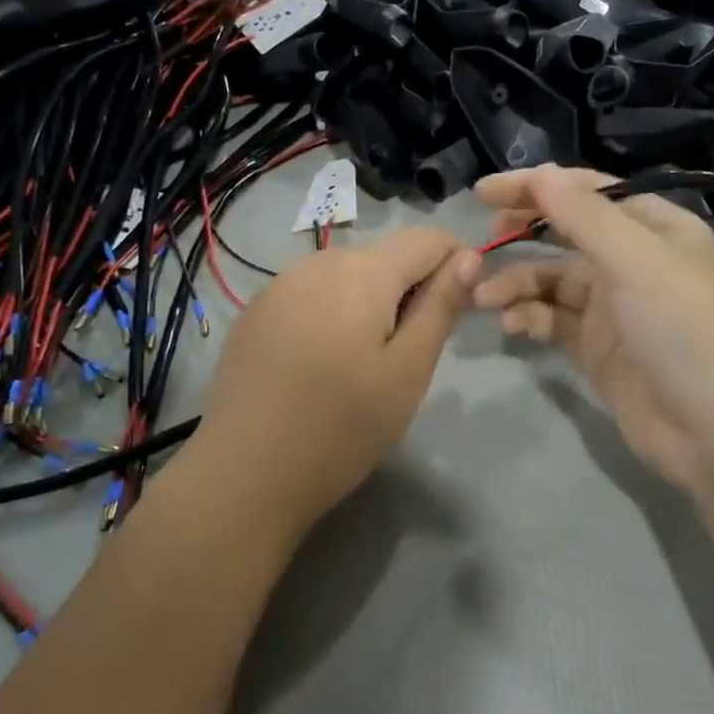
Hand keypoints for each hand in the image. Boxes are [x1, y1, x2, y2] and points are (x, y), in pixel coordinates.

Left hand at [184, 228, 479, 542]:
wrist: (244, 474)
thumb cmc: (342, 426)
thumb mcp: (408, 371)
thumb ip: (441, 306)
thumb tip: (470, 257)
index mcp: (363, 271)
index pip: (428, 239)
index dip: (457, 264)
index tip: (459, 312)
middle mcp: (318, 262)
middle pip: (386, 256)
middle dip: (412, 288)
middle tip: (412, 353)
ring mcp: (280, 285)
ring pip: (348, 275)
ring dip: (372, 302)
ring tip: (367, 363)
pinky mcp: (256, 312)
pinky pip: (312, 294)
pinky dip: (333, 314)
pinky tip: (322, 364)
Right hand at [473, 166, 713, 501]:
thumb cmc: (686, 329)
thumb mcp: (637, 261)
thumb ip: (584, 216)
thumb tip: (540, 174)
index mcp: (654, 227)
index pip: (587, 191)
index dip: (537, 186)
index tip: (485, 192)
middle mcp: (633, 260)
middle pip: (566, 232)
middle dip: (524, 232)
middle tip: (483, 242)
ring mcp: (614, 307)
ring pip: (553, 279)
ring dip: (518, 281)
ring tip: (485, 295)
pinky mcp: (597, 348)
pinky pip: (553, 319)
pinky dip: (529, 316)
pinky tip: (512, 324)